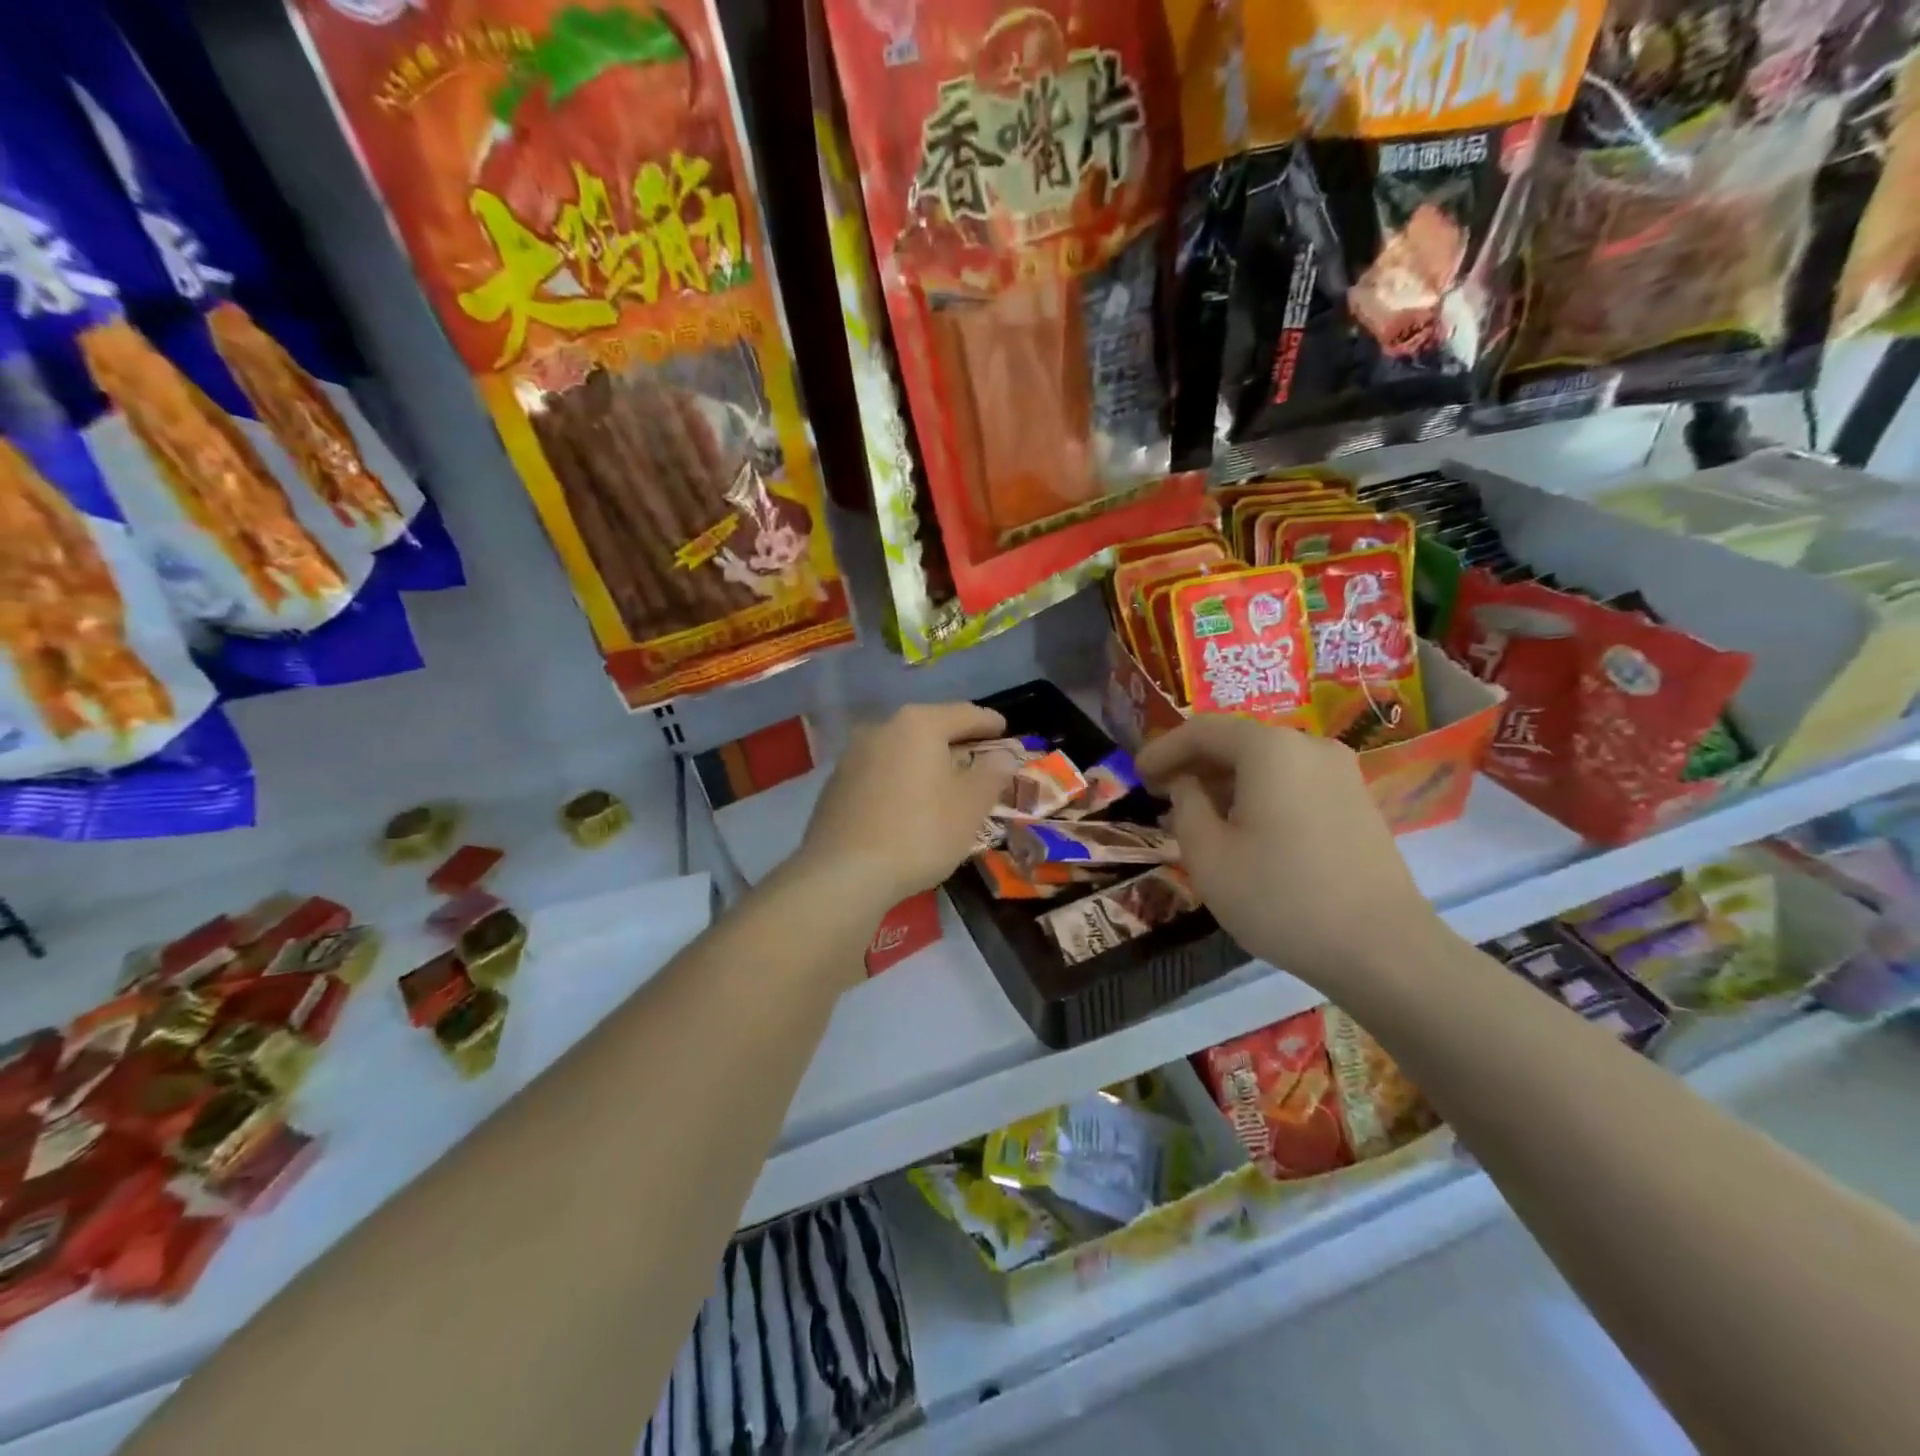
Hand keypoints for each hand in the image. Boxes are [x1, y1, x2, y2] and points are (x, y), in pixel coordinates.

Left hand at [796, 702, 1016, 913]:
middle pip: (929, 729)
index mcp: (918, 724)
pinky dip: (900, 781)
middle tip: (978, 761)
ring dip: (925, 763)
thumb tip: (1003, 756)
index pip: (964, 713)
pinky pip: (879, 773)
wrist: (844, 874)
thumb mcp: (970, 806)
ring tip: (944, 786)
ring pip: (901, 751)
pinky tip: (908, 807)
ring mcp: (852, 756)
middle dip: (955, 743)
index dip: (989, 722)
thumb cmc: (919, 833)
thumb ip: (991, 774)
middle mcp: (881, 728)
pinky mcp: (835, 785)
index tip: (1005, 731)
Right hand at [1137, 717, 1441, 995]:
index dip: (1163, 749)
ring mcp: (1341, 773)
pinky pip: (1293, 781)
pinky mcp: (1357, 801)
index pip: (1203, 730)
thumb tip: (1186, 784)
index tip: (1136, 774)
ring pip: (1267, 762)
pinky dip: (1258, 792)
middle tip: (1160, 792)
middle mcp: (1309, 746)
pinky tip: (1242, 826)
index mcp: (1270, 749)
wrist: (1382, 950)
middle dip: (1194, 763)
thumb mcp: (1208, 855)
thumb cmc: (1280, 898)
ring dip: (1225, 780)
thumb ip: (1185, 806)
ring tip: (1195, 812)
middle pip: (1237, 741)